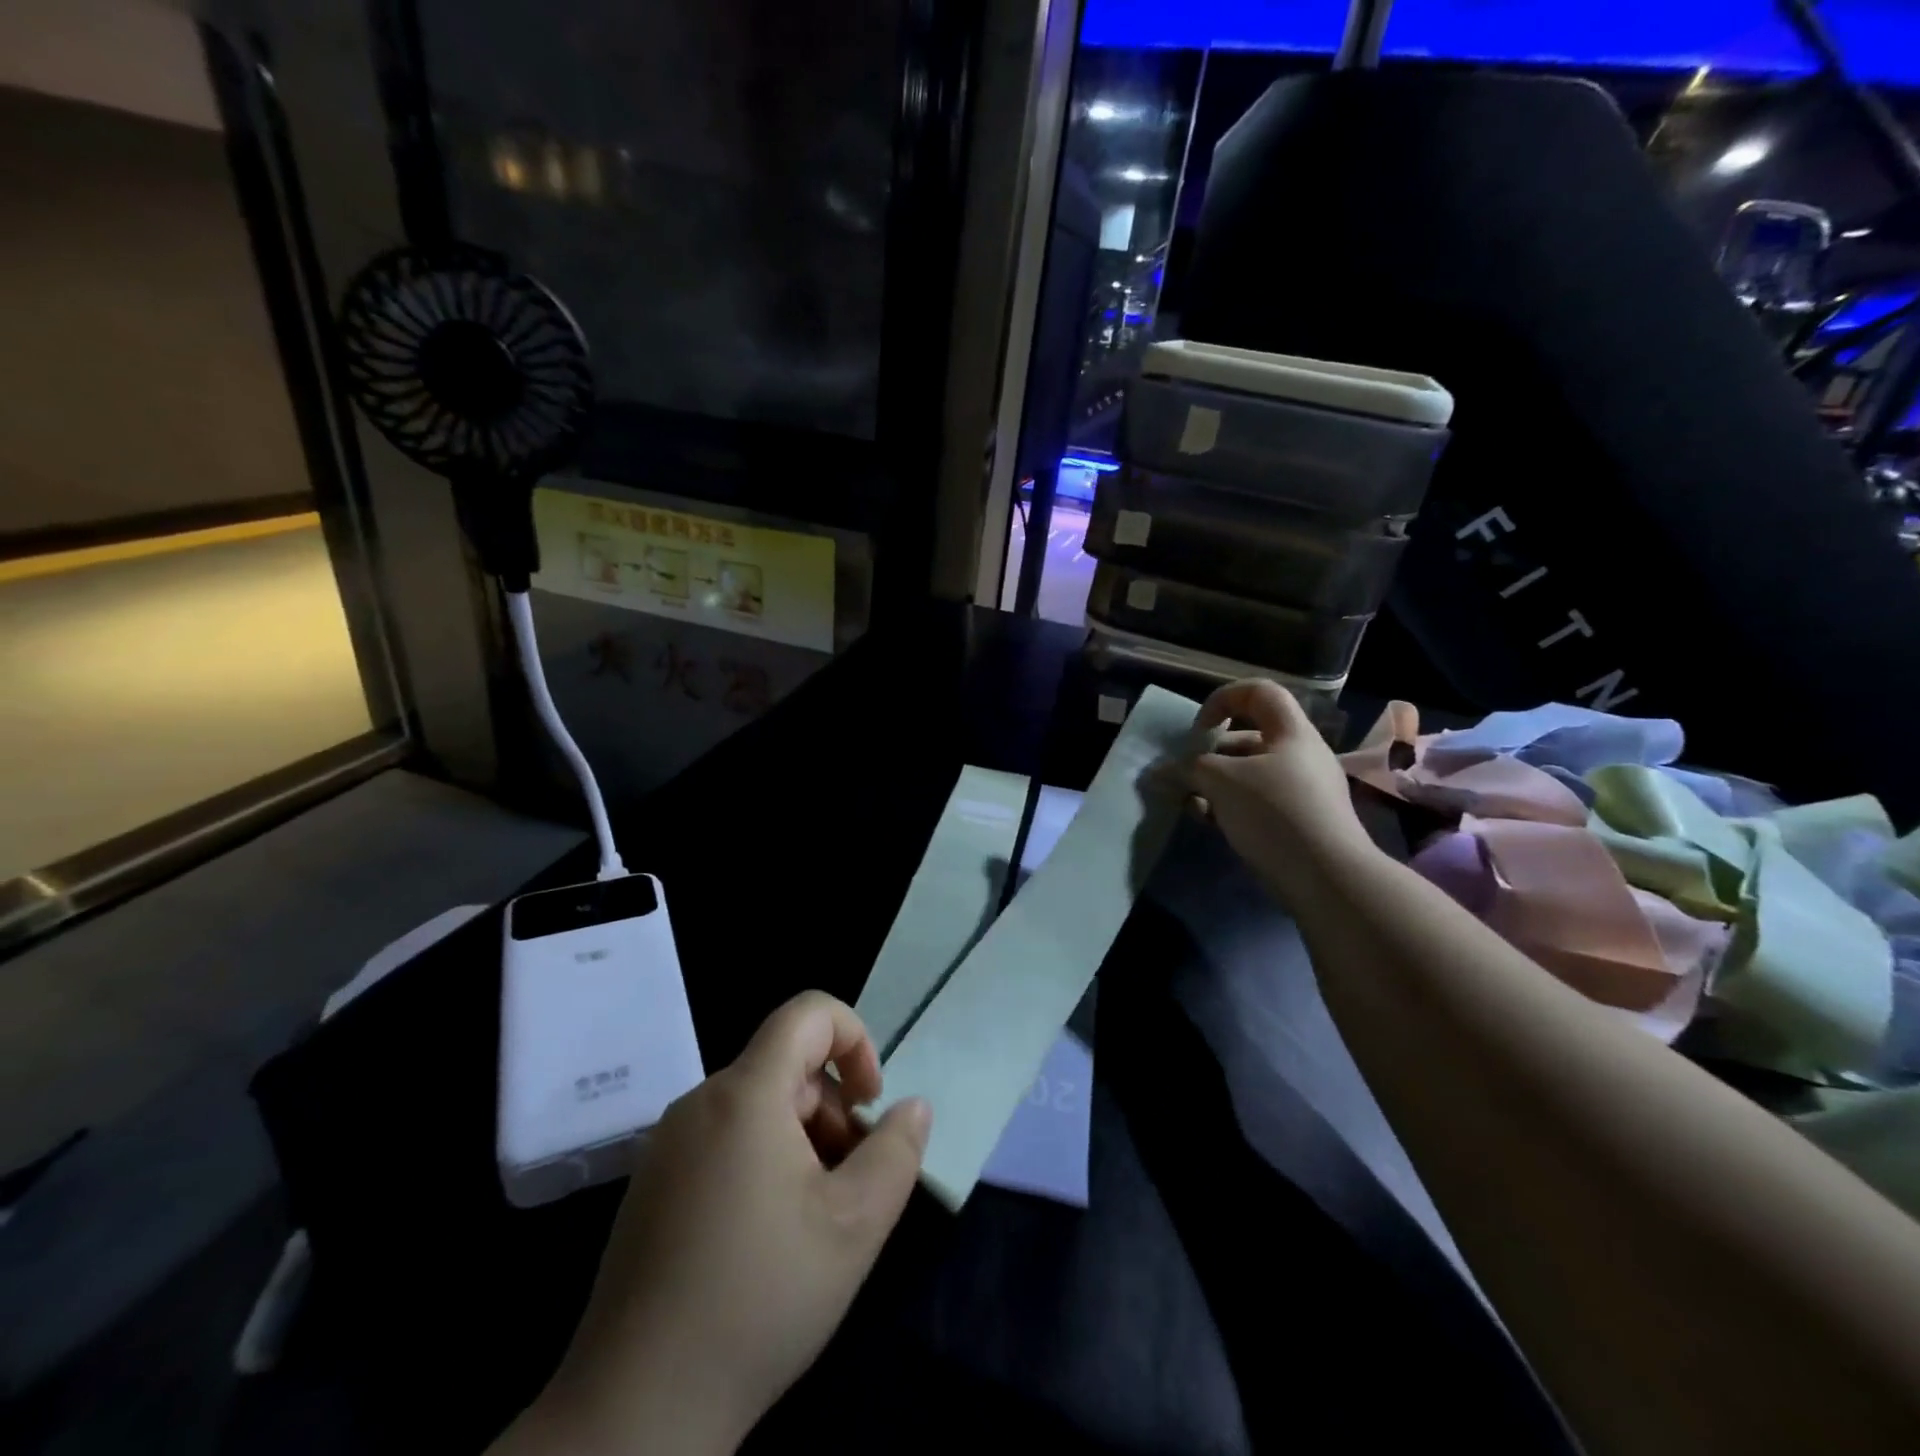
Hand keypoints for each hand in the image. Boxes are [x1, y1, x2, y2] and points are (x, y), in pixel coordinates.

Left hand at [517, 993, 931, 1455]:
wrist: (636, 1411)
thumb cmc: (759, 1299)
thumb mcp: (854, 1225)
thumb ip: (896, 1151)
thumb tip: (912, 1106)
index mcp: (745, 1094)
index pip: (808, 1013)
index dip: (855, 1038)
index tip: (872, 1102)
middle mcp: (700, 1102)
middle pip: (786, 1067)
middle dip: (832, 1108)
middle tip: (851, 1181)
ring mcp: (668, 1144)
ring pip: (757, 1106)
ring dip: (801, 1139)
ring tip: (815, 1215)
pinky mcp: (652, 1185)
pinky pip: (723, 1139)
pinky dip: (762, 1160)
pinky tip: (767, 1236)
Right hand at [1182, 679, 1380, 900]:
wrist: (1328, 878)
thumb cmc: (1275, 812)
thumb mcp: (1221, 781)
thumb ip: (1187, 769)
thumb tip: (1159, 772)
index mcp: (1291, 732)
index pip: (1258, 692)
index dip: (1222, 699)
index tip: (1199, 730)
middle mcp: (1301, 755)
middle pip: (1248, 738)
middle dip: (1209, 754)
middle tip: (1183, 775)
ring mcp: (1304, 791)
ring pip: (1249, 774)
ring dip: (1214, 784)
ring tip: (1190, 803)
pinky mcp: (1300, 823)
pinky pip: (1258, 802)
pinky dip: (1231, 806)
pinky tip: (1210, 823)